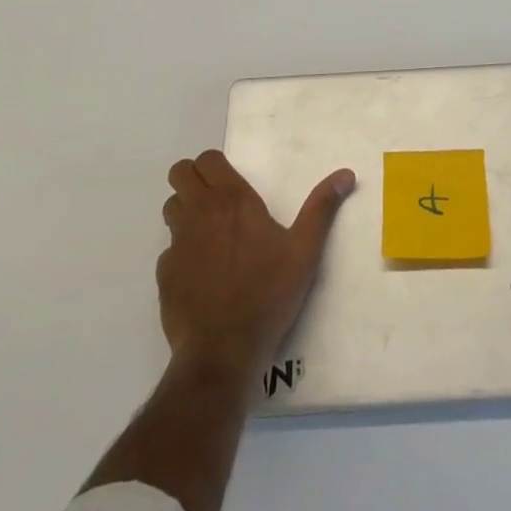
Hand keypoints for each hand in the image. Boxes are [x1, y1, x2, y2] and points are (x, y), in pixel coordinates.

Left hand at [159, 150, 355, 383]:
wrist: (223, 352)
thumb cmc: (267, 294)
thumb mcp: (304, 250)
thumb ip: (322, 207)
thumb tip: (346, 174)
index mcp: (232, 199)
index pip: (207, 159)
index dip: (215, 165)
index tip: (230, 183)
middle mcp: (200, 212)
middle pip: (180, 173)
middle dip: (192, 179)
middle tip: (214, 201)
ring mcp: (178, 243)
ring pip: (171, 207)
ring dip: (184, 212)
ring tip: (208, 235)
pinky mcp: (164, 274)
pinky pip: (168, 250)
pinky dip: (180, 254)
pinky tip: (200, 275)